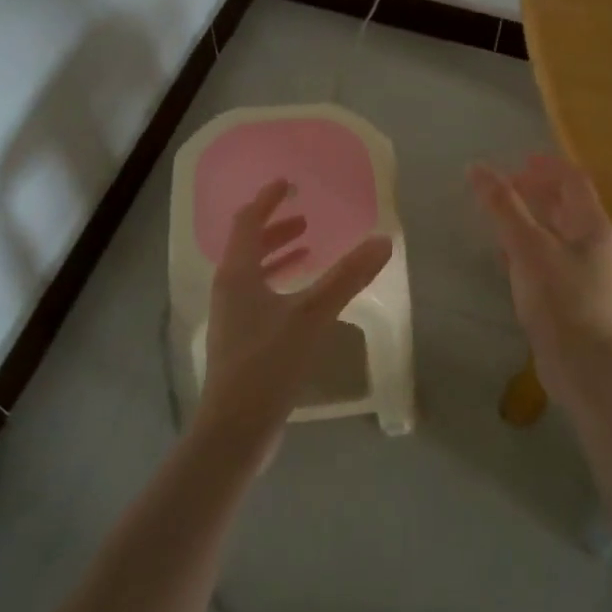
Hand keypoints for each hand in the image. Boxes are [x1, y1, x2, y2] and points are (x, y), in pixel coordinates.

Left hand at [198, 180, 393, 455]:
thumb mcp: (312, 315)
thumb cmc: (268, 363)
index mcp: (237, 274)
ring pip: (253, 272)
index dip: (268, 200)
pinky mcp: (240, 340)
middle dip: (275, 228)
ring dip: (278, 255)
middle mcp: (228, 289)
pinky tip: (303, 297)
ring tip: (308, 248)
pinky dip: (279, 282)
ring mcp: (231, 316)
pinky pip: (259, 296)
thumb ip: (347, 277)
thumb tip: (383, 241)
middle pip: (248, 245)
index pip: (248, 221)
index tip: (289, 183)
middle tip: (305, 219)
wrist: (235, 428)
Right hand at [469, 155, 611, 407]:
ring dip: (529, 216)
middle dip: (536, 190)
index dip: (547, 165)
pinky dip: (526, 244)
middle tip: (503, 185)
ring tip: (498, 213)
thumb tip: (477, 167)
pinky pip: (547, 255)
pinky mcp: (569, 292)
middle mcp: (592, 242)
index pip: (573, 180)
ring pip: (555, 230)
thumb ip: (503, 206)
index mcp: (592, 225)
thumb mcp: (527, 246)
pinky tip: (504, 253)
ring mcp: (582, 269)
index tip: (518, 160)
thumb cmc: (558, 298)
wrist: (580, 364)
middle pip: (565, 204)